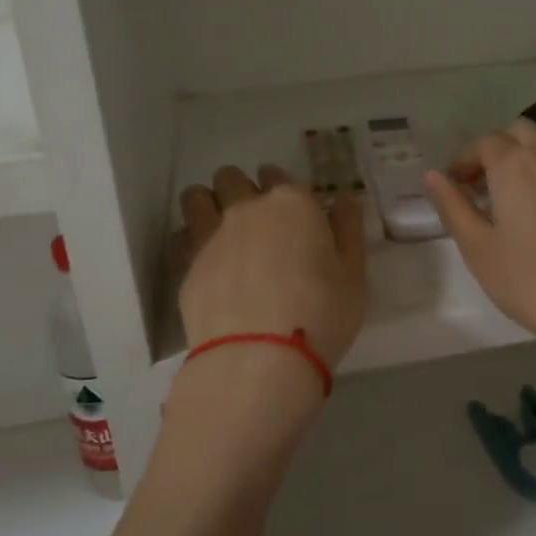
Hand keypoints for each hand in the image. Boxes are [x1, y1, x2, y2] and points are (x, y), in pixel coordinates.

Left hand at [175, 165, 367, 375]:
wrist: (260, 360)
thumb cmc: (321, 314)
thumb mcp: (354, 274)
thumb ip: (348, 230)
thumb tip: (342, 201)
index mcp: (292, 203)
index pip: (280, 175)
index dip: (284, 191)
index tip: (292, 215)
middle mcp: (246, 208)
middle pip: (231, 177)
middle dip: (240, 189)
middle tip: (255, 222)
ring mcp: (210, 234)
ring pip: (196, 197)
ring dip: (207, 204)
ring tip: (220, 231)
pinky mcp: (184, 265)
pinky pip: (181, 236)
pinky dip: (190, 241)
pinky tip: (205, 264)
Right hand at [424, 122, 535, 402]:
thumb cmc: (531, 282)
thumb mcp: (478, 249)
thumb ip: (453, 207)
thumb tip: (433, 176)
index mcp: (514, 164)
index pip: (484, 143)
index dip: (464, 160)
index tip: (455, 186)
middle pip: (519, 132)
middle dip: (496, 150)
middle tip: (483, 187)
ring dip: (529, 150)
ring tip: (518, 188)